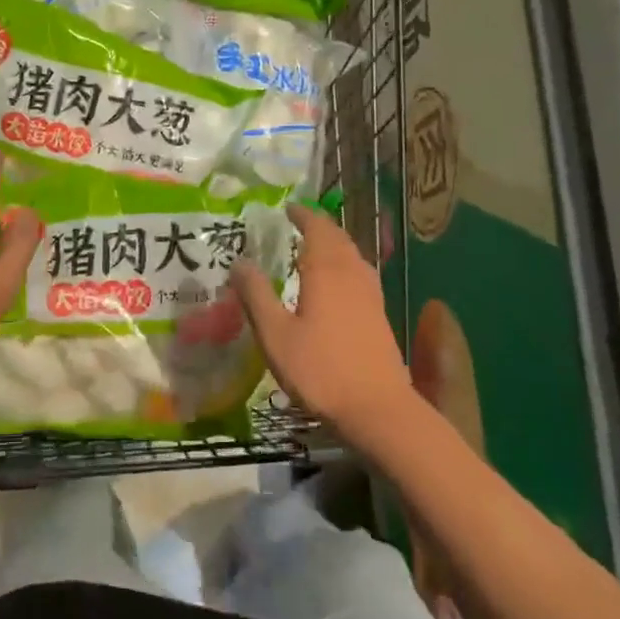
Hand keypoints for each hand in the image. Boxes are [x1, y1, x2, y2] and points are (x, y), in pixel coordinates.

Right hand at [228, 205, 414, 444]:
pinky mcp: (380, 316)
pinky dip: (346, 264)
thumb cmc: (321, 370)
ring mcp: (371, 295)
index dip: (303, 215)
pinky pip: (361, 274)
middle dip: (319, 226)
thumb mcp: (275, 335)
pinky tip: (339, 283)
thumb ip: (256, 296)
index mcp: (326, 271)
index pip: (317, 229)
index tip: (287, 208)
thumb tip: (239, 262)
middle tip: (299, 223)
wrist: (378, 411)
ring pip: (353, 256)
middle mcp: (352, 275)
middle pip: (338, 239)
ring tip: (316, 247)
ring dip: (335, 244)